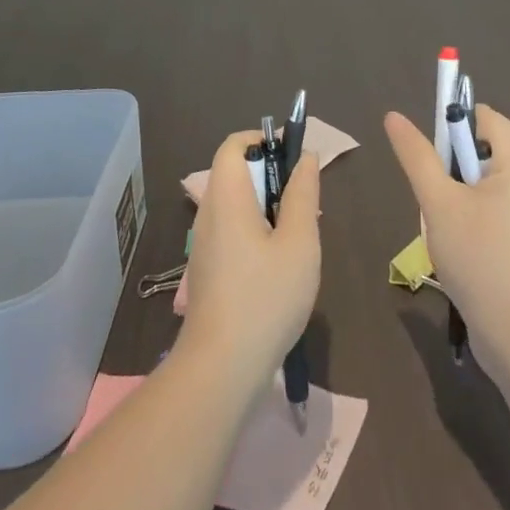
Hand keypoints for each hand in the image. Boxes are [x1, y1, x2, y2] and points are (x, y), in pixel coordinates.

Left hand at [179, 130, 320, 386]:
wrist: (221, 369)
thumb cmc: (266, 297)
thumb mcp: (299, 242)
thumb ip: (302, 194)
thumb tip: (305, 158)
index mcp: (227, 198)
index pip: (232, 146)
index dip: (261, 140)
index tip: (292, 155)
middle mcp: (208, 214)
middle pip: (234, 173)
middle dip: (270, 175)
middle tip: (303, 200)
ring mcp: (204, 245)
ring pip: (234, 205)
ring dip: (265, 206)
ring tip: (296, 234)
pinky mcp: (207, 271)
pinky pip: (231, 231)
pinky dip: (254, 230)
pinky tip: (278, 264)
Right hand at [384, 105, 509, 370]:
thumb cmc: (480, 259)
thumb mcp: (439, 203)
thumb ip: (417, 157)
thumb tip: (393, 116)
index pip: (486, 117)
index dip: (454, 126)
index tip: (432, 158)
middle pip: (487, 148)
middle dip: (455, 166)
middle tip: (438, 199)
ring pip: (489, 180)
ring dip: (462, 193)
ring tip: (448, 226)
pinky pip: (500, 205)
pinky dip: (478, 213)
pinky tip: (463, 245)